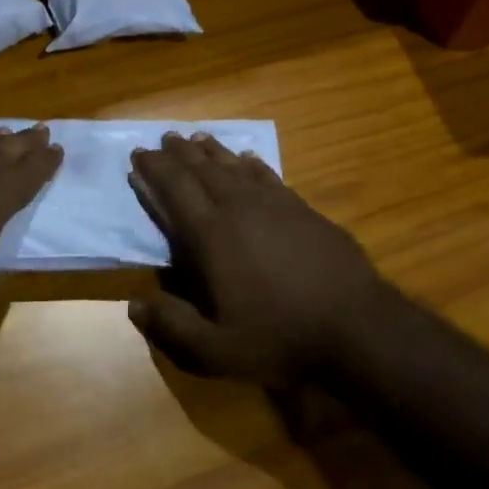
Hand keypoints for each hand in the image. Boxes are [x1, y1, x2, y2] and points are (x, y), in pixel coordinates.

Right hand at [128, 132, 387, 386]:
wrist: (354, 324)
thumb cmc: (280, 336)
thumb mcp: (217, 350)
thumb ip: (172, 327)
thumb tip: (133, 304)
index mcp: (211, 234)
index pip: (175, 189)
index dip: (154, 169)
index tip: (138, 155)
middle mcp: (237, 206)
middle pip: (201, 168)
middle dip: (179, 152)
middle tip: (163, 138)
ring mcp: (272, 202)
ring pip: (232, 165)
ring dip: (211, 150)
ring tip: (195, 137)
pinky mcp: (300, 206)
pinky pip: (266, 174)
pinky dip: (250, 163)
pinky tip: (246, 158)